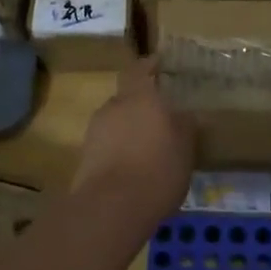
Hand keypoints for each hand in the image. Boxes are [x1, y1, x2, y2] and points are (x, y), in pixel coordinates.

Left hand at [71, 59, 194, 218]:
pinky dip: (119, 150)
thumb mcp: (185, 148)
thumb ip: (185, 126)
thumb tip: (185, 114)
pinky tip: (133, 168)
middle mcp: (114, 106)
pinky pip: (107, 144)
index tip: (159, 63)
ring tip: (148, 149)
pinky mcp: (85, 156)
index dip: (149, 65)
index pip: (140, 69)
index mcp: (140, 96)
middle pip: (128, 97)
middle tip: (161, 119)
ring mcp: (95, 130)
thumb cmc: (158, 169)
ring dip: (130, 130)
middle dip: (142, 106)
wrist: (111, 206)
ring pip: (116, 122)